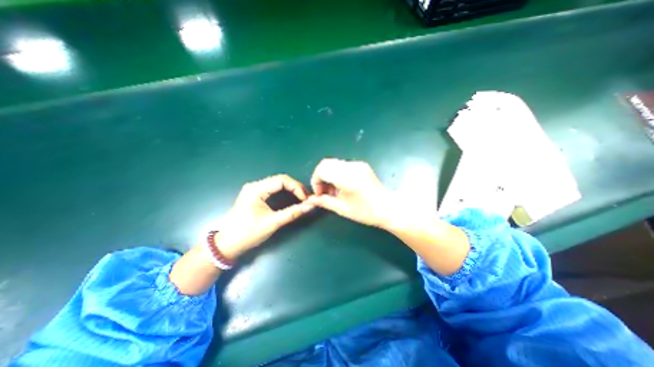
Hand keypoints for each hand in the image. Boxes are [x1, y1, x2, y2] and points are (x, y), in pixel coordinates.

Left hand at [217, 174, 313, 257]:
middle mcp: (255, 185)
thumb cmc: (248, 233)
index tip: (306, 199)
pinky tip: (292, 198)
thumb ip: (292, 213)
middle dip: (296, 187)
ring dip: (291, 189)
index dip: (297, 187)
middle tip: (306, 198)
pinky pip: (274, 189)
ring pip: (278, 184)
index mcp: (256, 189)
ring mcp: (254, 190)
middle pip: (280, 180)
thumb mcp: (272, 223)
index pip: (282, 180)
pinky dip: (285, 192)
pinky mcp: (255, 195)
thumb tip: (310, 206)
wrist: (227, 245)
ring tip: (302, 198)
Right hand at [309, 158, 395, 227]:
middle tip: (325, 192)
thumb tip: (311, 200)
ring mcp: (358, 164)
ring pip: (334, 164)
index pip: (321, 169)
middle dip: (321, 177)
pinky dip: (337, 174)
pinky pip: (343, 165)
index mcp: (347, 177)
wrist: (389, 209)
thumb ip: (324, 202)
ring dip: (329, 175)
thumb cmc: (366, 212)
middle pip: (326, 163)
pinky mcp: (362, 166)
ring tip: (334, 191)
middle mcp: (352, 166)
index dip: (316, 181)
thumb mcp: (342, 209)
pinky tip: (342, 187)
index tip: (320, 194)